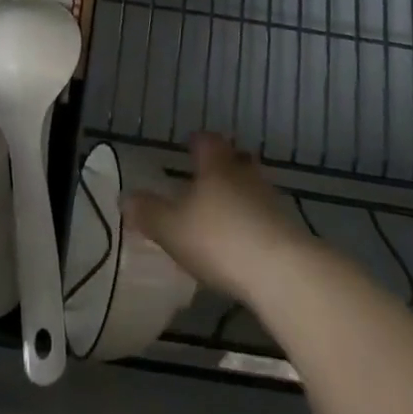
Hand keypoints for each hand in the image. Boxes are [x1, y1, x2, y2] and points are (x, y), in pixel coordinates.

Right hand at [124, 132, 313, 306]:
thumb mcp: (171, 228)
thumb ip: (148, 213)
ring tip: (222, 212)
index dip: (196, 142)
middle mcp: (244, 173)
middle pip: (234, 160)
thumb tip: (125, 197)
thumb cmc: (219, 239)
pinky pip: (264, 216)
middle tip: (207, 178)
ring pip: (251, 187)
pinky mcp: (287, 229)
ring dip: (239, 195)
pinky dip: (252, 222)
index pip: (206, 141)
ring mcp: (270, 200)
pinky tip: (242, 242)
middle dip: (222, 166)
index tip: (190, 146)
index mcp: (215, 165)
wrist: (281, 272)